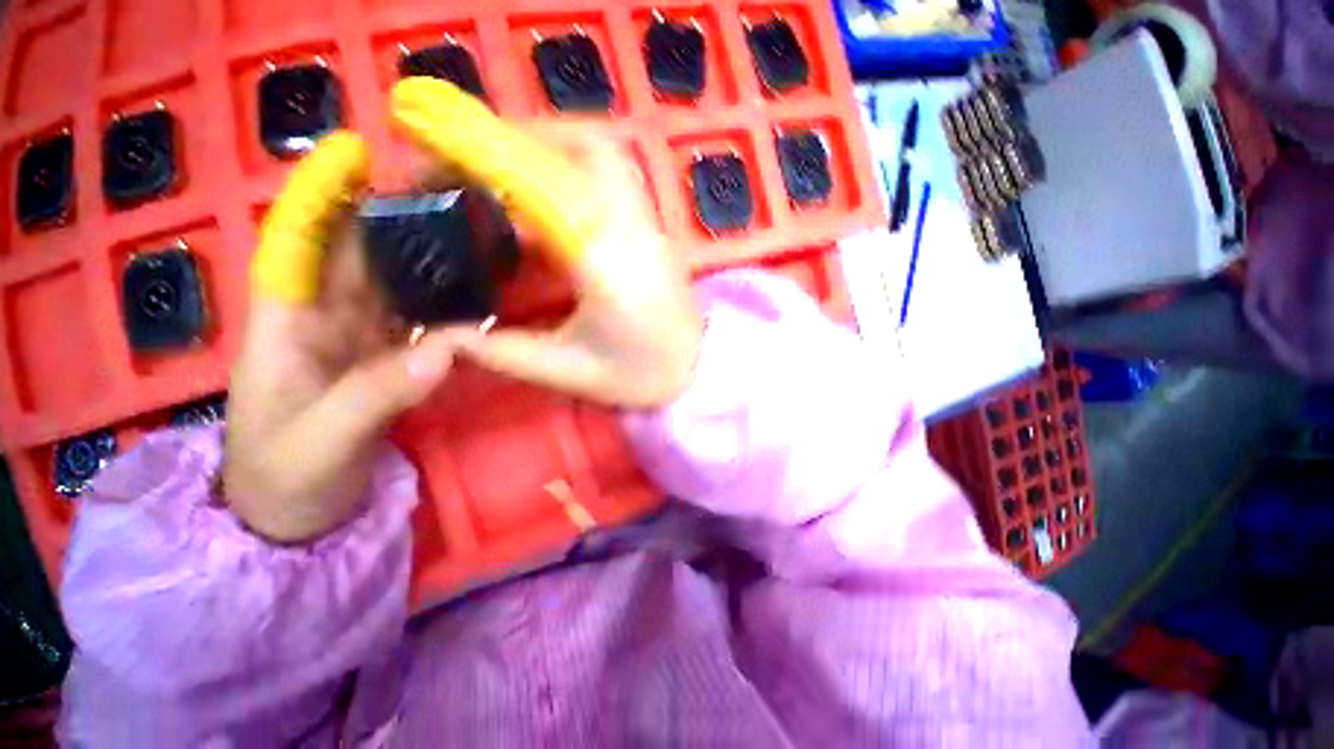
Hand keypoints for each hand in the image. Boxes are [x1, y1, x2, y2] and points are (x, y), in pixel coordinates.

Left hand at [224, 133, 456, 542]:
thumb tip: (447, 349)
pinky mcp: (393, 360)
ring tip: (472, 232)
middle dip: (394, 216)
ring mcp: (364, 340)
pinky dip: (450, 304)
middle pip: (360, 254)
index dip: (323, 194)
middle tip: (446, 191)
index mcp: (288, 324)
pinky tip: (479, 291)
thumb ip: (378, 394)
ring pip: (398, 285)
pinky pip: (424, 321)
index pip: (299, 243)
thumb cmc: (283, 480)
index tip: (357, 152)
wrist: (296, 520)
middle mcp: (326, 319)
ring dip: (431, 257)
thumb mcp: (320, 442)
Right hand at [391, 78, 702, 407]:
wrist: (699, 371)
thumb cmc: (641, 377)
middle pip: (586, 146)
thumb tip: (444, 332)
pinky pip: (617, 173)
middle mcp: (634, 231)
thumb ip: (504, 351)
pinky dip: (578, 163)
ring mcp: (652, 224)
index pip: (545, 189)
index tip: (436, 146)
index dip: (487, 155)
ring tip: (511, 167)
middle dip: (523, 136)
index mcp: (607, 267)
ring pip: (607, 152)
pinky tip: (553, 195)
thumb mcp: (568, 371)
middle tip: (477, 157)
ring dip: (554, 143)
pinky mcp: (657, 227)